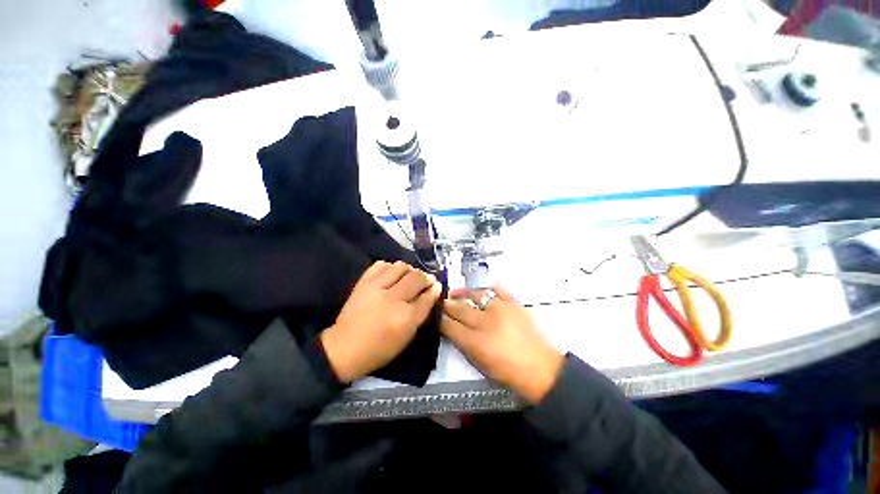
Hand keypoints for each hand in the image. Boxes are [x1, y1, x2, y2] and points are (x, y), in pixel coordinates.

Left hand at [321, 261, 441, 382]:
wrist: (344, 348)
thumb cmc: (379, 349)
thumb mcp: (406, 337)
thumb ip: (420, 314)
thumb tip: (430, 293)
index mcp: (405, 318)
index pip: (427, 296)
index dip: (435, 289)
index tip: (437, 285)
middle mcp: (393, 299)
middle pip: (416, 278)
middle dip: (425, 277)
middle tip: (426, 280)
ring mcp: (376, 288)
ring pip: (400, 267)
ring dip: (409, 269)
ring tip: (409, 275)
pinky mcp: (363, 283)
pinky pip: (381, 265)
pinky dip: (390, 266)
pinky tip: (392, 273)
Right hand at [441, 286, 563, 403]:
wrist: (542, 370)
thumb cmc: (508, 373)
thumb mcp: (480, 364)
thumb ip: (463, 345)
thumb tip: (451, 330)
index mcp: (475, 342)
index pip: (449, 325)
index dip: (439, 319)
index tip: (433, 314)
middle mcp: (485, 322)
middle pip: (459, 308)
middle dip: (447, 305)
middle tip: (440, 302)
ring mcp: (501, 309)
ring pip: (476, 294)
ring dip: (463, 293)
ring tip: (455, 292)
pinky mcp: (515, 304)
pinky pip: (499, 289)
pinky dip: (490, 288)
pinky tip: (484, 288)